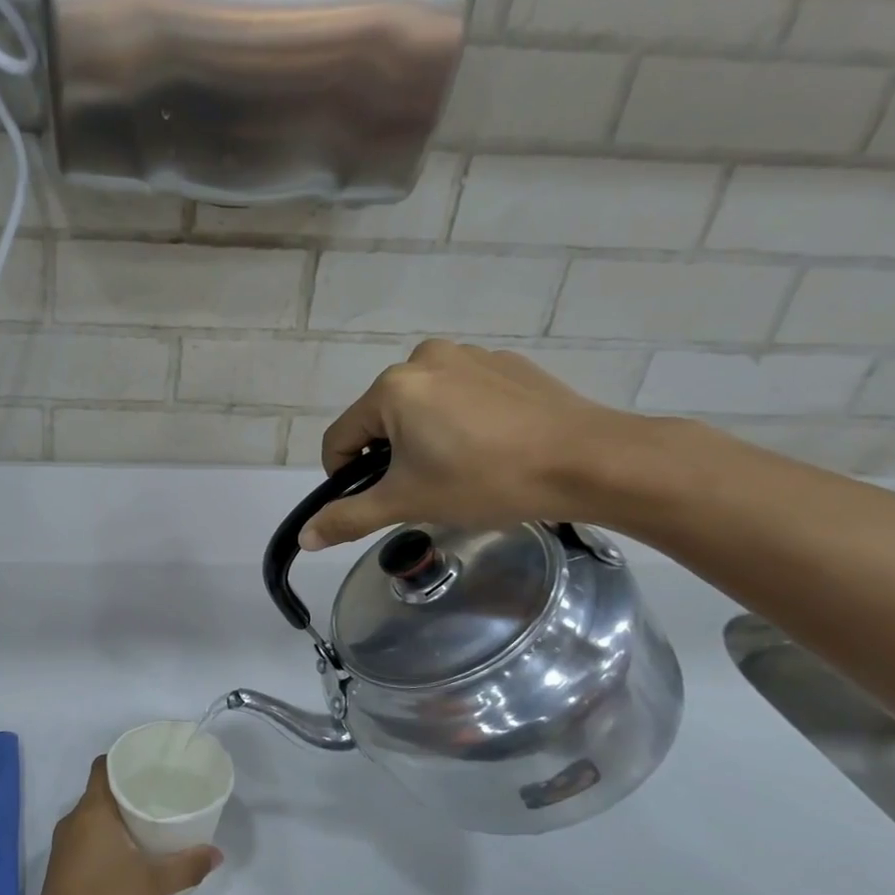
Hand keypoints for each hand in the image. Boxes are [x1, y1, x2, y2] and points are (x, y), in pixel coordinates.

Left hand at [25, 758, 220, 894]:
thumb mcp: (154, 885)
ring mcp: (65, 848)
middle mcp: (73, 822)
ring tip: (154, 820)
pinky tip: (133, 854)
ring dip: (120, 817)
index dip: (124, 758)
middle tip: (163, 791)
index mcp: (90, 811)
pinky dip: (110, 839)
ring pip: (94, 819)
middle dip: (129, 790)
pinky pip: (89, 840)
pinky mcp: (64, 871)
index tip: (151, 761)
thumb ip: (186, 865)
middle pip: (101, 792)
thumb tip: (216, 853)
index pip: (103, 767)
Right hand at [301, 339, 637, 550]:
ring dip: (424, 436)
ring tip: (462, 467)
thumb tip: (304, 537)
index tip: (377, 500)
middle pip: (381, 418)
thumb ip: (349, 517)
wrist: (590, 461)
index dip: (346, 476)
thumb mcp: (409, 503)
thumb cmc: (486, 480)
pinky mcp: (506, 364)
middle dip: (391, 455)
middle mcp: (423, 358)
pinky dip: (461, 419)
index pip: (340, 438)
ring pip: (421, 405)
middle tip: (426, 487)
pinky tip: (492, 446)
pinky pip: (461, 394)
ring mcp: (469, 356)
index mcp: (392, 388)